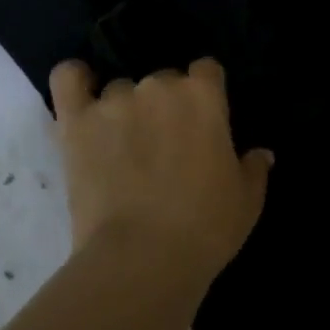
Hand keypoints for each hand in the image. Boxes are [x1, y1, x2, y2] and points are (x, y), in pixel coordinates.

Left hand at [49, 59, 271, 282]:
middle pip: (164, 80)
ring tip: (123, 149)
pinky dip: (75, 79)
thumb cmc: (206, 228)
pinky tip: (82, 89)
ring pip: (121, 89)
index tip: (204, 122)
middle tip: (165, 147)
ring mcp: (114, 101)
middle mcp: (159, 87)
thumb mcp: (246, 201)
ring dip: (125, 110)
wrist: (144, 257)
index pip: (207, 71)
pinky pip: (69, 79)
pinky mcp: (77, 121)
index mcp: (203, 96)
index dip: (206, 93)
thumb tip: (261, 154)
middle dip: (166, 106)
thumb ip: (253, 169)